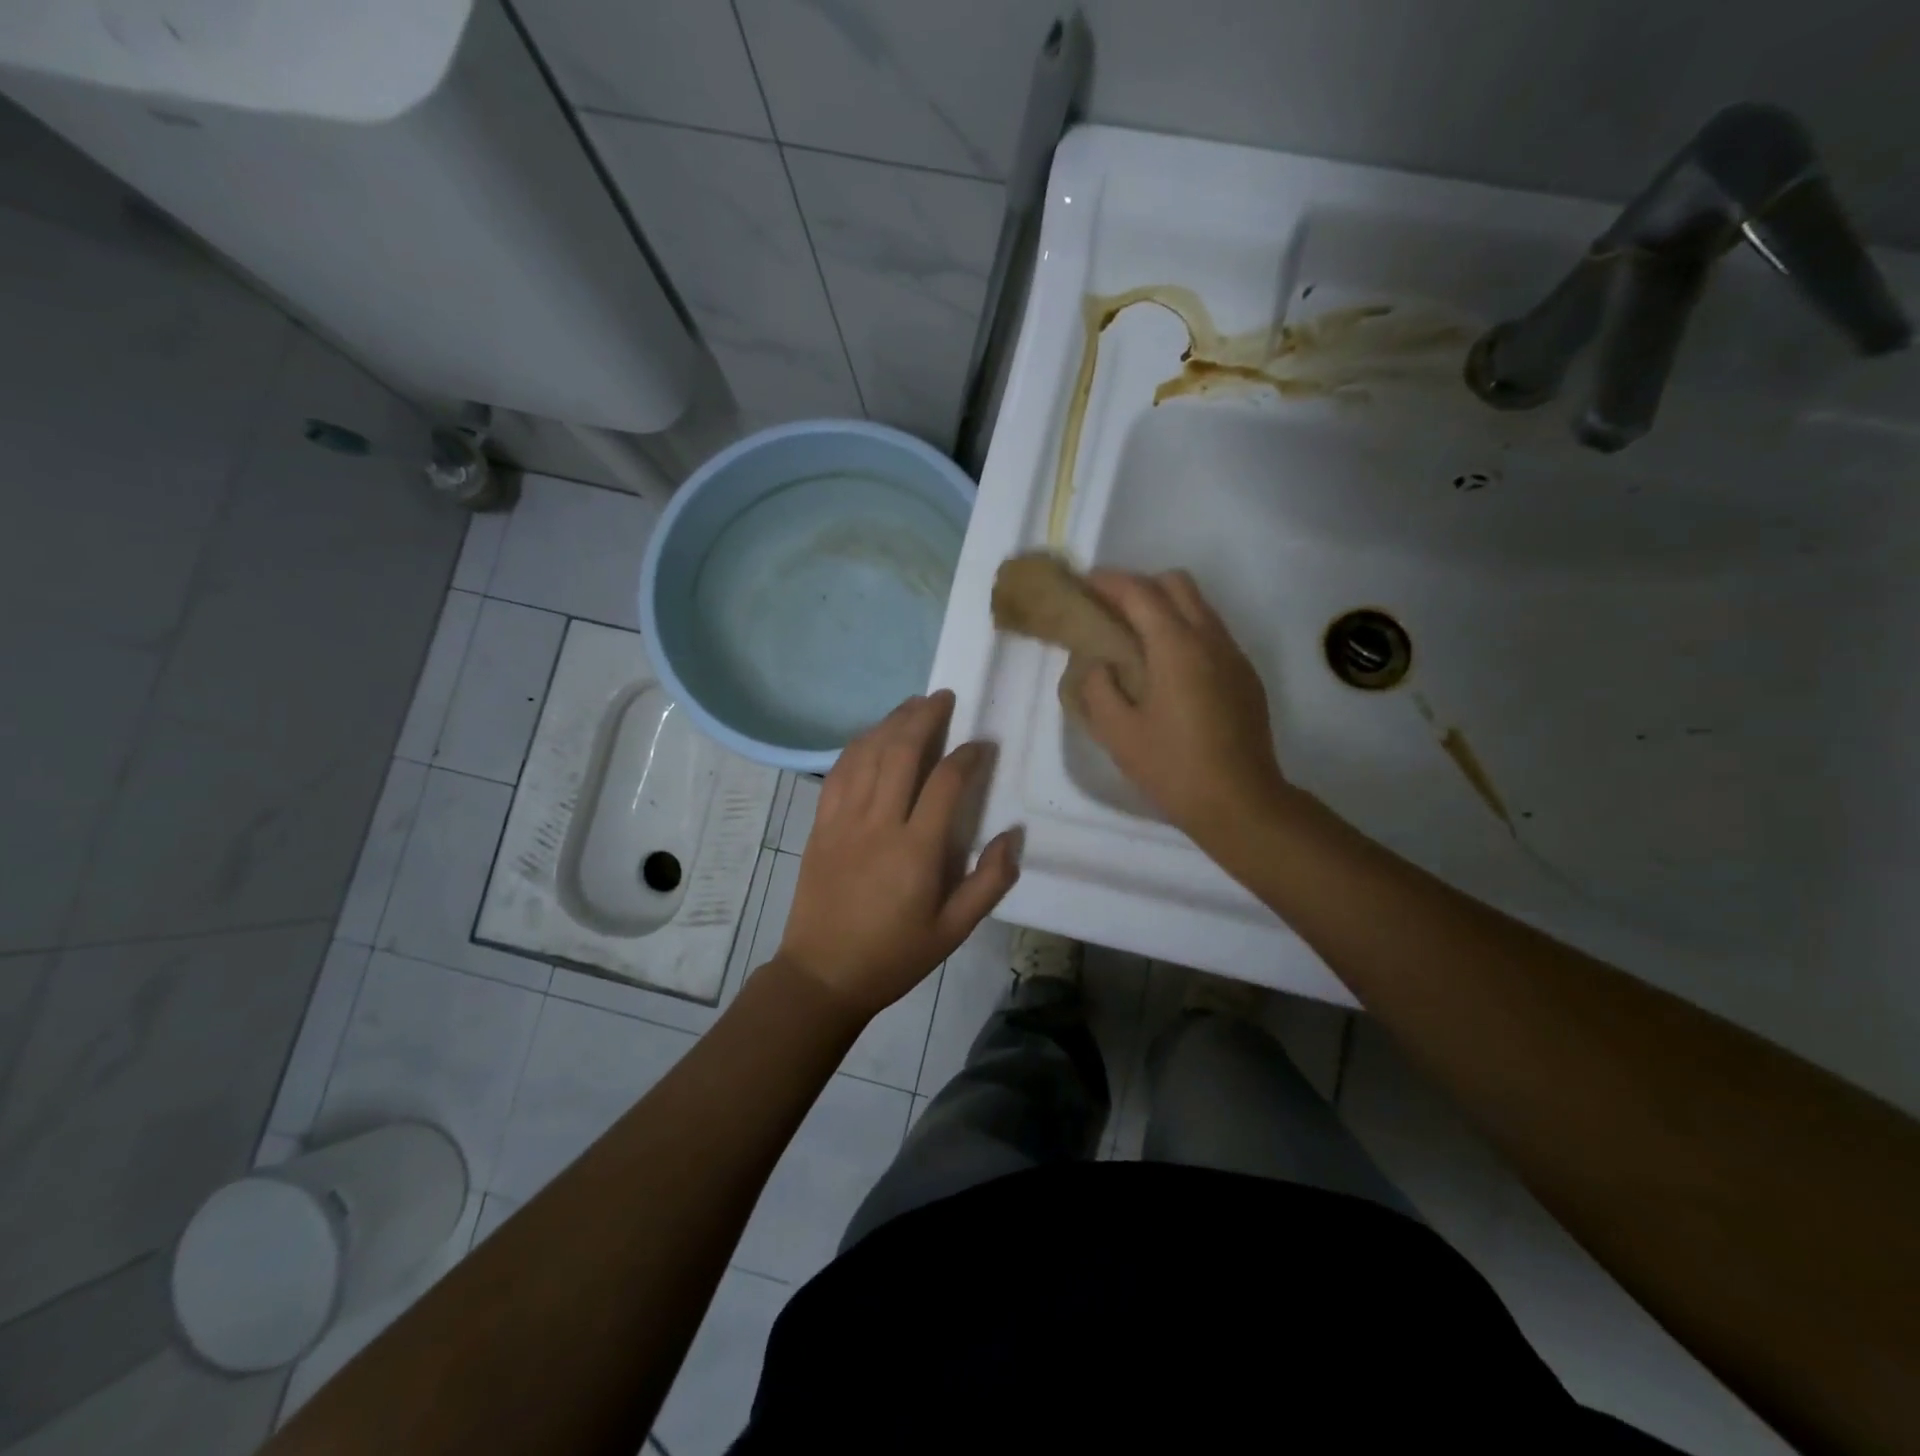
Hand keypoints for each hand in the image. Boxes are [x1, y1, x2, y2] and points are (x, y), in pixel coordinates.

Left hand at [777, 691, 1020, 1020]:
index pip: (946, 782)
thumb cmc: (894, 955)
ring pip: (868, 753)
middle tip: (944, 698)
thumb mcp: (954, 930)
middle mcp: (878, 823)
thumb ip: (990, 882)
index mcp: (916, 850)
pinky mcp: (821, 824)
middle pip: (902, 752)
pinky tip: (872, 735)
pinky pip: (839, 771)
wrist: (822, 974)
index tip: (982, 744)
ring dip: (892, 722)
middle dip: (925, 717)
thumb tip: (1013, 835)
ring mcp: (843, 820)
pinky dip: (858, 745)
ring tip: (913, 705)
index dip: (968, 755)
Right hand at [1074, 570, 1289, 843]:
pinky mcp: (1245, 676)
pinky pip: (1212, 633)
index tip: (1084, 584)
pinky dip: (1185, 630)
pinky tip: (1167, 668)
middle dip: (1140, 585)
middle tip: (1110, 609)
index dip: (1109, 582)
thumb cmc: (1173, 768)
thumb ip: (1098, 688)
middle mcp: (1210, 639)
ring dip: (1165, 606)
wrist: (1241, 803)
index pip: (1140, 593)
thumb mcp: (1118, 733)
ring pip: (1199, 606)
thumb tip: (1098, 664)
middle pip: (1176, 584)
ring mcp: (1233, 656)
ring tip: (1135, 636)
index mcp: (1176, 647)